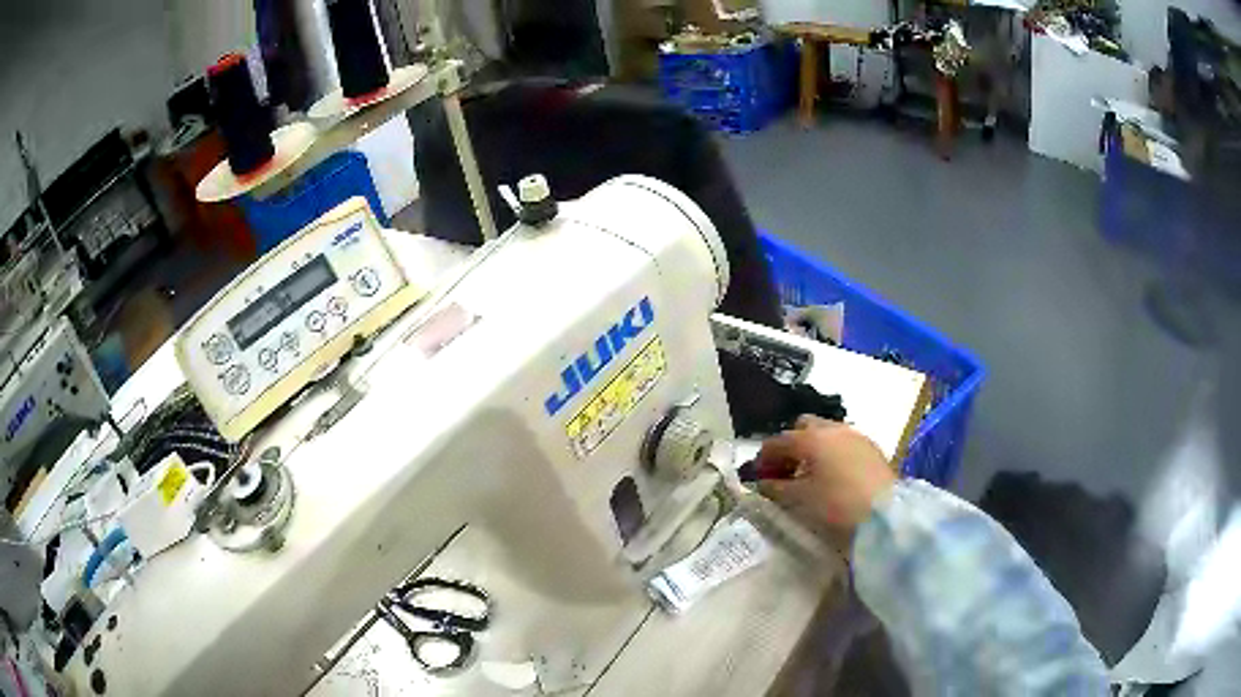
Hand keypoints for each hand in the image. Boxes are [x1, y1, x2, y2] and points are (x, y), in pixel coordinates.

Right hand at [756, 416, 896, 544]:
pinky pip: (843, 443)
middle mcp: (832, 429)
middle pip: (803, 427)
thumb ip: (776, 488)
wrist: (886, 512)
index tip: (758, 477)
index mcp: (810, 438)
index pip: (777, 441)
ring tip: (810, 475)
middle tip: (786, 471)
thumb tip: (763, 482)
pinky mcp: (871, 447)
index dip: (763, 458)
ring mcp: (854, 435)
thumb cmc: (837, 504)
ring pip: (826, 433)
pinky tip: (834, 476)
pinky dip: (832, 453)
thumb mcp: (800, 499)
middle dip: (791, 445)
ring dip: (813, 448)